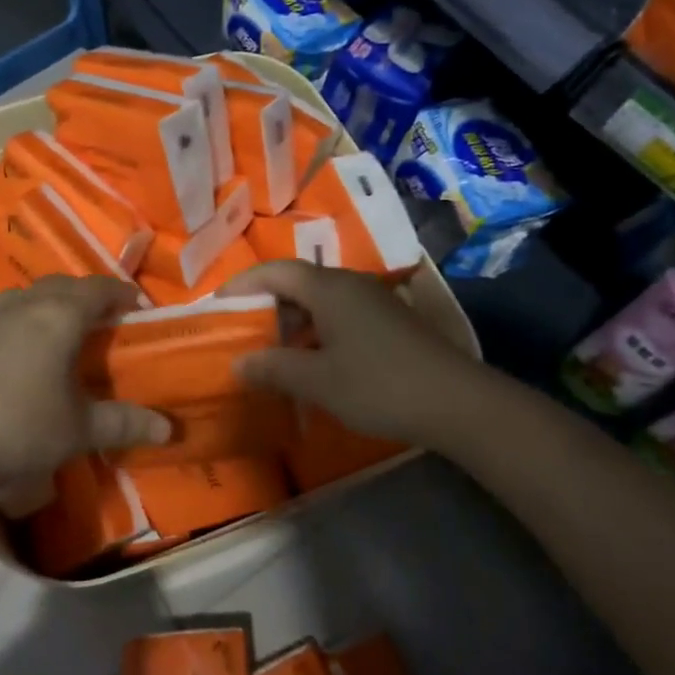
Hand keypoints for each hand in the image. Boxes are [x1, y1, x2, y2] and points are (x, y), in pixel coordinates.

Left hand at [0, 276, 170, 492]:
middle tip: (105, 315)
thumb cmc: (23, 425)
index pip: (98, 289)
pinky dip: (26, 319)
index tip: (137, 304)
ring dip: (52, 302)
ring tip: (65, 326)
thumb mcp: (80, 428)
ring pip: (30, 295)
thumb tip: (168, 430)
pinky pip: (7, 314)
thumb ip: (125, 423)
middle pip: (62, 285)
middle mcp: (27, 305)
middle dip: (87, 294)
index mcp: (60, 315)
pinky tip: (25, 348)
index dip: (120, 293)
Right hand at [221, 261, 503, 445]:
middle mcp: (348, 284)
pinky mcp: (388, 321)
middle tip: (240, 331)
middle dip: (264, 305)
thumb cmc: (379, 384)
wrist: (458, 402)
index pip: (273, 271)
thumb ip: (273, 368)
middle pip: (295, 282)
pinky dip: (315, 331)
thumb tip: (238, 362)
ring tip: (270, 350)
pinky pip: (338, 315)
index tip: (216, 306)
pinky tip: (312, 361)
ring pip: (318, 300)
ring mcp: (372, 301)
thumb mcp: (318, 381)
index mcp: (327, 288)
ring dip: (291, 321)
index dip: (241, 285)